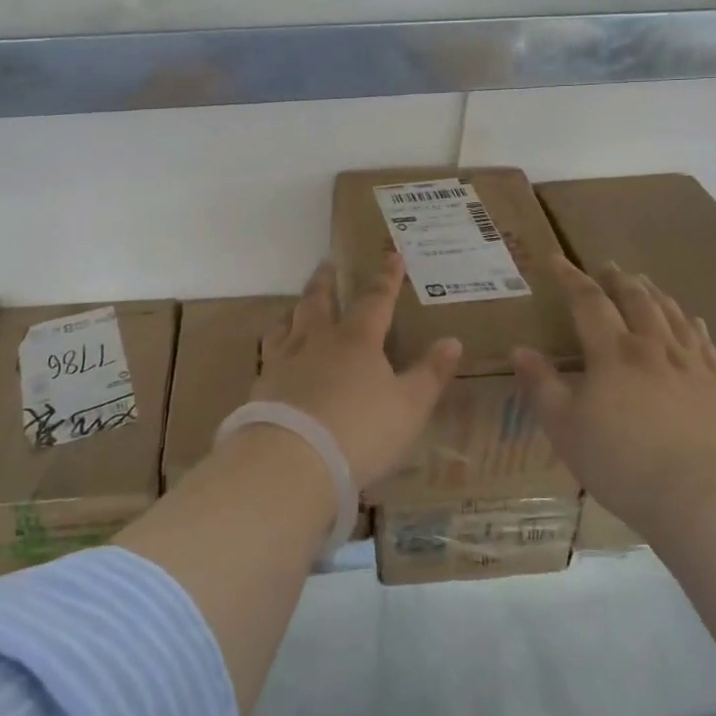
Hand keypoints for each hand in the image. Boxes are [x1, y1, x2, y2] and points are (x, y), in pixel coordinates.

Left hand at [252, 254, 461, 489]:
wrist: (292, 459)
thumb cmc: (360, 430)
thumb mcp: (409, 407)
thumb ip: (430, 374)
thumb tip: (452, 341)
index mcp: (357, 340)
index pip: (375, 300)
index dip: (386, 278)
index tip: (391, 256)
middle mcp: (317, 340)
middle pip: (319, 301)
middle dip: (326, 281)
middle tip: (327, 264)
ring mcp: (284, 360)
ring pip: (286, 323)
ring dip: (294, 309)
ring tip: (295, 305)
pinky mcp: (262, 386)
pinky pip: (268, 353)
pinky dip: (275, 344)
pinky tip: (275, 355)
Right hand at [514, 257, 715, 530]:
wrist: (703, 496)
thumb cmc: (622, 461)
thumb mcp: (564, 427)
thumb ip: (540, 385)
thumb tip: (519, 349)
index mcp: (613, 352)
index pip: (588, 301)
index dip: (571, 278)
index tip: (557, 259)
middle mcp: (653, 347)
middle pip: (636, 300)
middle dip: (619, 280)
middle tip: (609, 267)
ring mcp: (691, 365)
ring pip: (673, 315)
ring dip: (656, 294)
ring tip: (646, 283)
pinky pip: (705, 344)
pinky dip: (694, 326)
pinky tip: (694, 322)